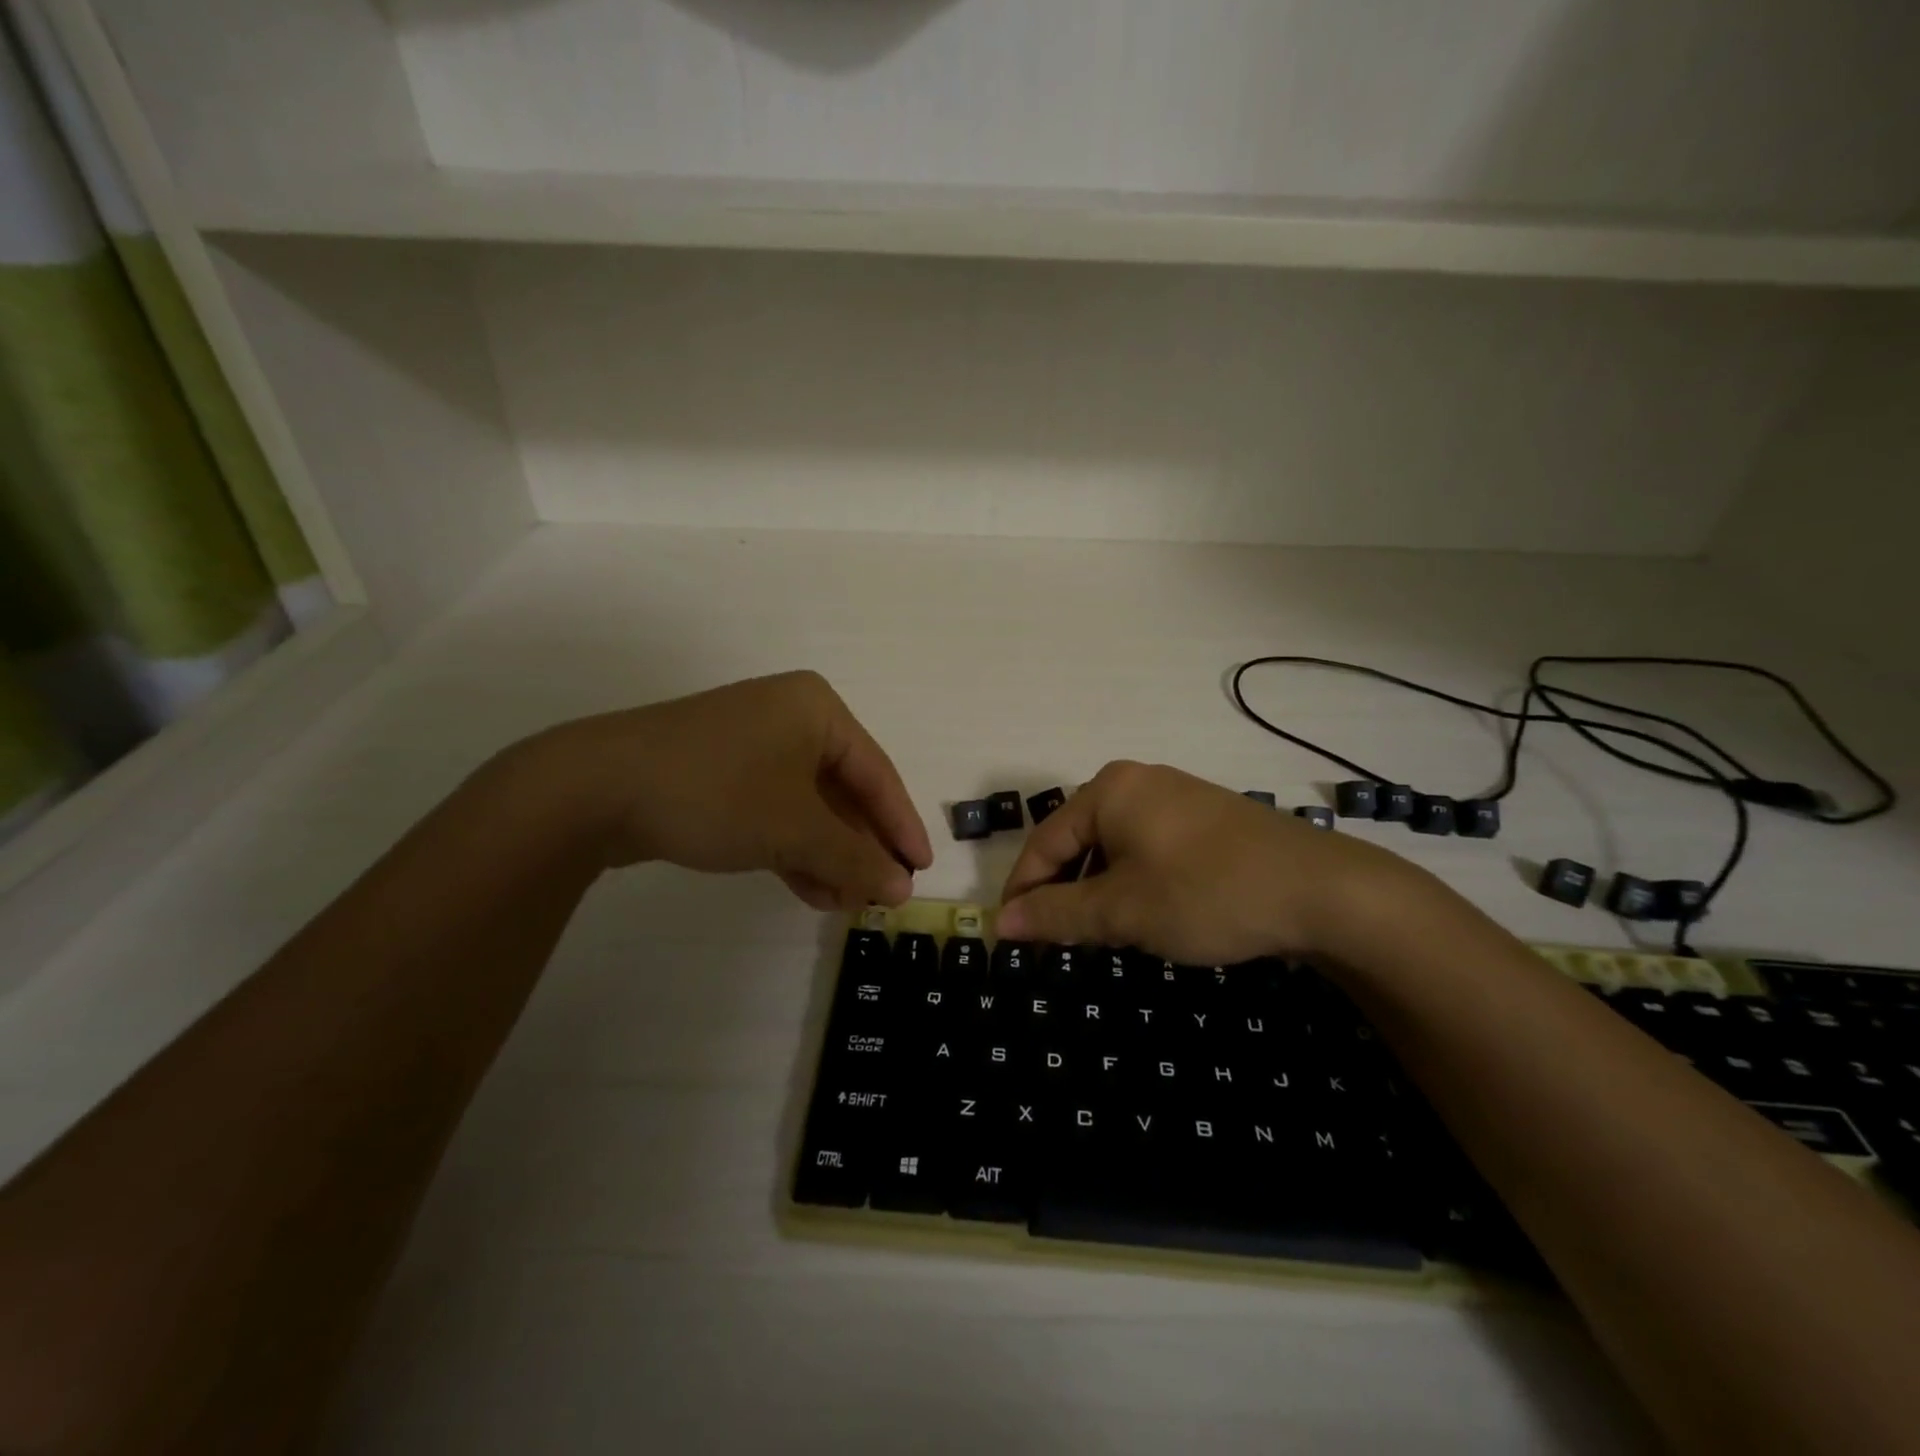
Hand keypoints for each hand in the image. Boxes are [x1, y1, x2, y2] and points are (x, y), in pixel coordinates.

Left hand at [525, 671, 931, 910]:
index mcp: (817, 710)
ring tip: (844, 903)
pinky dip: (794, 849)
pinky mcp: (722, 773)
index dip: (901, 826)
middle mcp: (789, 718)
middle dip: (859, 847)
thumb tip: (901, 888)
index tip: (921, 870)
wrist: (594, 789)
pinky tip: (810, 890)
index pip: (877, 773)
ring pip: (808, 807)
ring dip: (828, 856)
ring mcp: (752, 745)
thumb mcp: (795, 829)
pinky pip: (774, 812)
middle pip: (844, 791)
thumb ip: (854, 858)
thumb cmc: (717, 792)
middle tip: (879, 894)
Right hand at [996, 761, 1434, 964]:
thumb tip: (1000, 923)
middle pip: (1078, 840)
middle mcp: (1137, 781)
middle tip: (1055, 941)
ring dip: (1099, 889)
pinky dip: (1134, 880)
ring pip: (1114, 846)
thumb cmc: (1206, 893)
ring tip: (1102, 932)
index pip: (1044, 842)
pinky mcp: (1206, 817)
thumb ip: (1056, 914)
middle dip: (1063, 891)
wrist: (1323, 890)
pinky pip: (1149, 846)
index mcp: (1108, 790)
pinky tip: (1147, 912)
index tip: (1009, 937)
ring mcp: (1176, 796)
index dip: (1022, 891)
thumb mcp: (1123, 910)